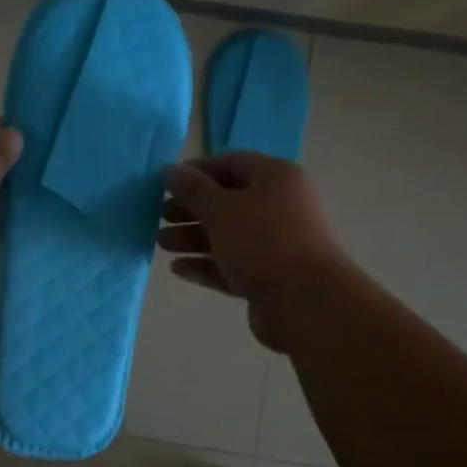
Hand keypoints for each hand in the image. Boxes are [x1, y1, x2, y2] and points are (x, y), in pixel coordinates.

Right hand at [158, 153, 347, 349]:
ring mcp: (278, 243)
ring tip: (161, 245)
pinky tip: (179, 269)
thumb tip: (171, 171)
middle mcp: (281, 205)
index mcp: (276, 178)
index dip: (196, 171)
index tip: (165, 184)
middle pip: (228, 201)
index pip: (230, 163)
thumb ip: (192, 189)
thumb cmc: (262, 242)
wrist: (307, 302)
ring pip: (228, 234)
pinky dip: (207, 264)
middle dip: (191, 209)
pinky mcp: (271, 276)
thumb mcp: (220, 209)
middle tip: (160, 217)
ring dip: (193, 238)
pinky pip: (233, 264)